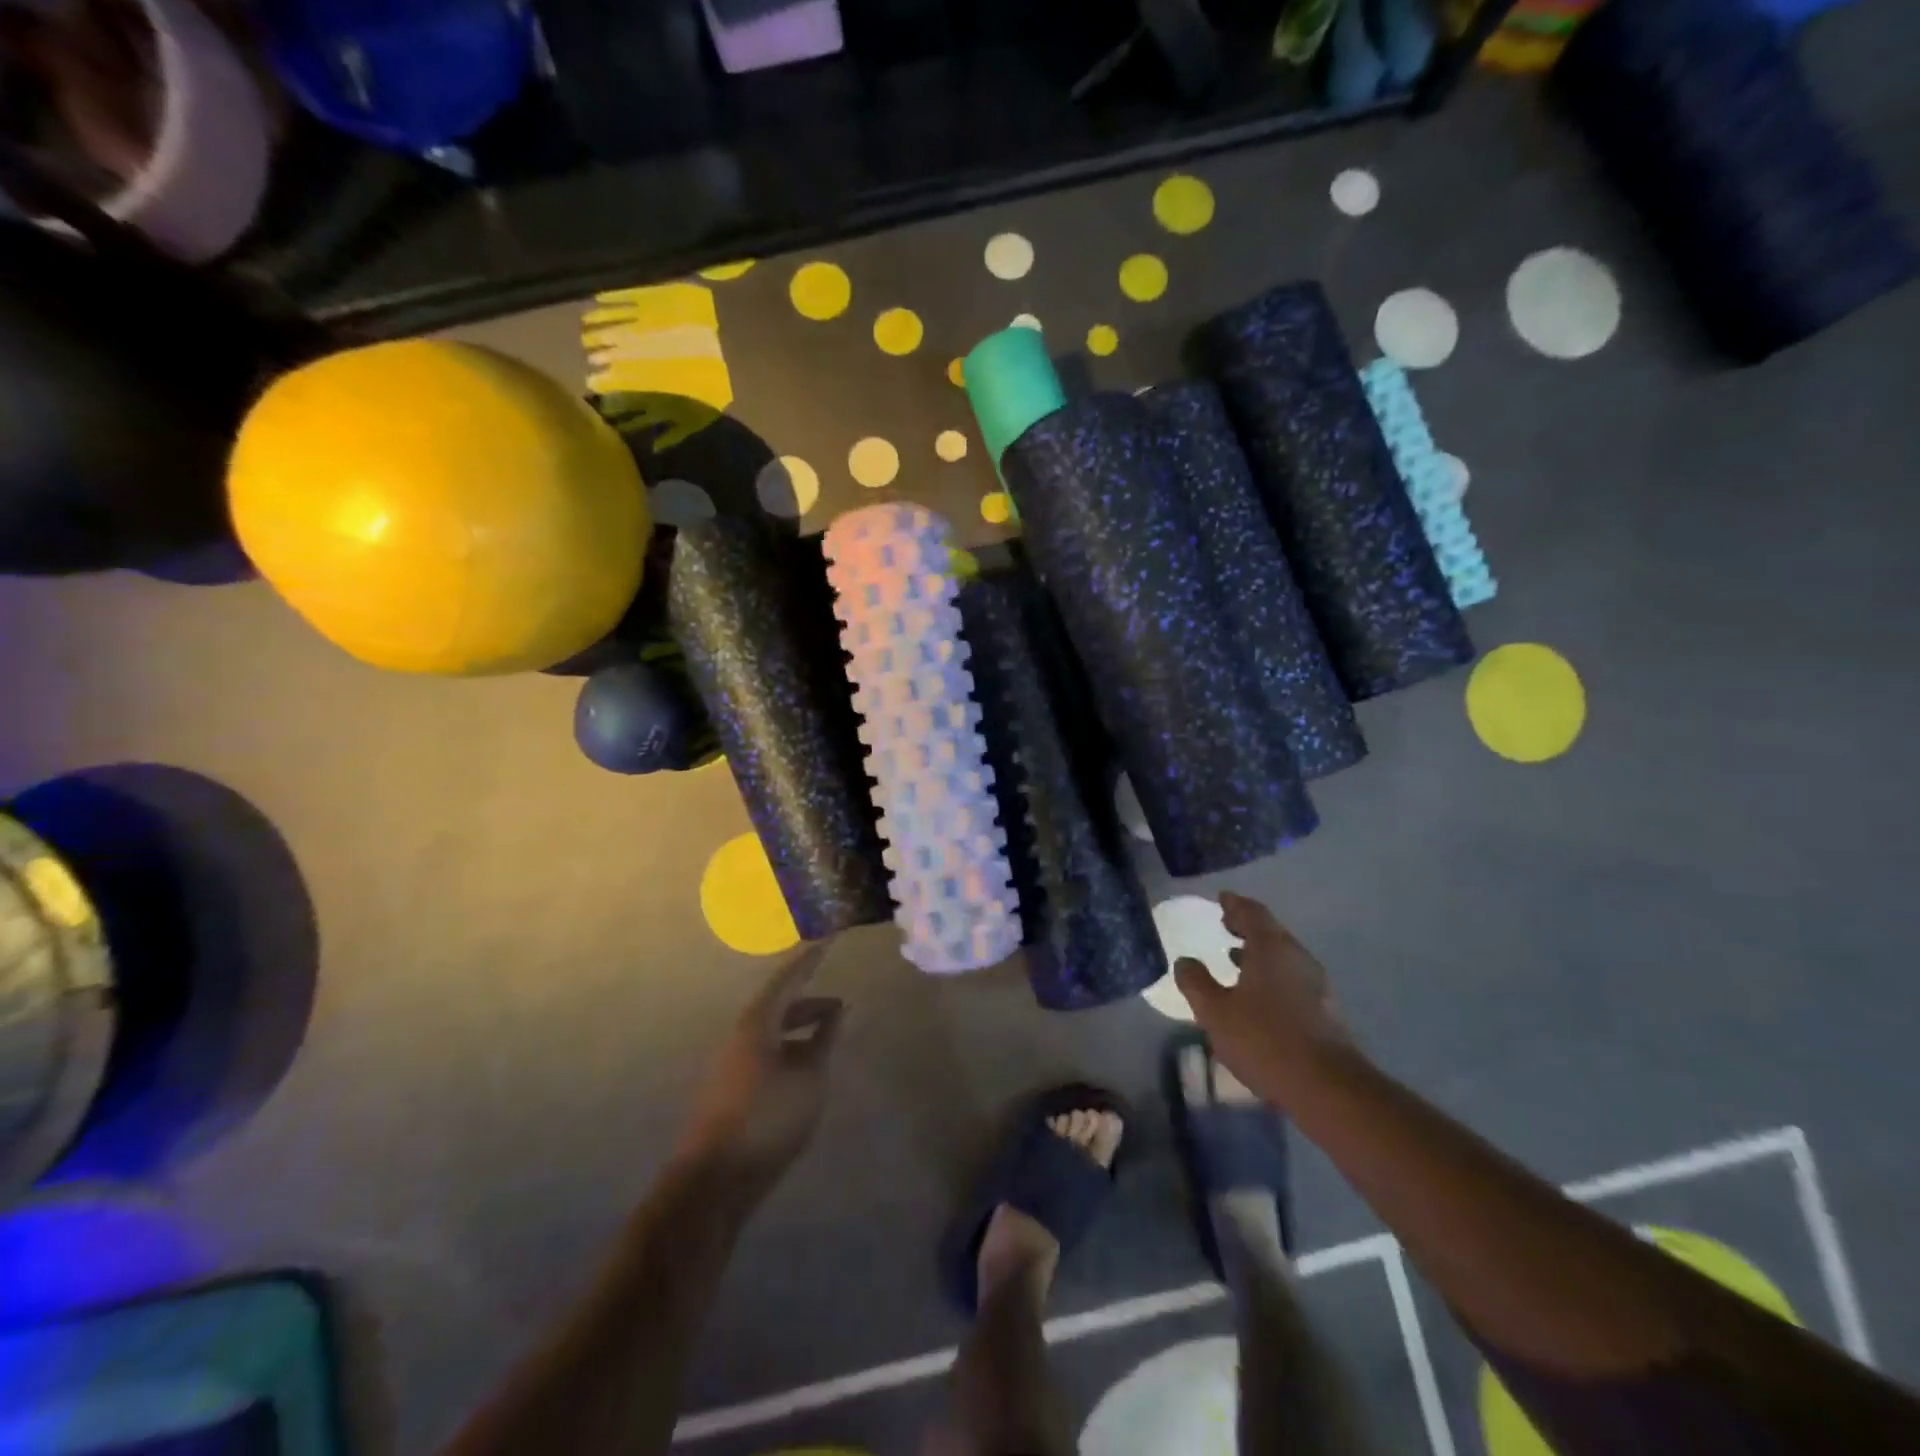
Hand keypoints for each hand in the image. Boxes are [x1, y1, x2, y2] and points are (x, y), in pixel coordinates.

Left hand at [674, 944, 843, 1193]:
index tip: (829, 939)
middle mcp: (739, 1035)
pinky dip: (789, 1050)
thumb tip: (835, 1010)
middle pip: (777, 1006)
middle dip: (808, 1002)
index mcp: (756, 1023)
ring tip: (827, 1038)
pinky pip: (765, 1054)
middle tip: (839, 1005)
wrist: (714, 1179)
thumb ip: (824, 1039)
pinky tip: (804, 1071)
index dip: (811, 959)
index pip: (788, 979)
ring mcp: (731, 1063)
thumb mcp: (809, 1077)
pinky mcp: (730, 1090)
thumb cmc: (767, 1117)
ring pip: (771, 1032)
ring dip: (799, 1029)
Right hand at [1173, 892, 1350, 1100]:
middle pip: (1271, 932)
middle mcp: (1297, 958)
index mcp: (1271, 948)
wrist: (1328, 1087)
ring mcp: (1316, 984)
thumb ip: (1196, 982)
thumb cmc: (1265, 1040)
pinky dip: (1271, 975)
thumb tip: (1185, 961)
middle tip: (1225, 925)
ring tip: (1234, 958)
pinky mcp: (1325, 1010)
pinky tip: (1257, 995)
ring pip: (1283, 957)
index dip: (1234, 904)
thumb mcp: (1215, 1012)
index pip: (1252, 913)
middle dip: (1247, 927)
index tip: (1221, 899)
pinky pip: (1291, 979)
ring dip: (1258, 953)